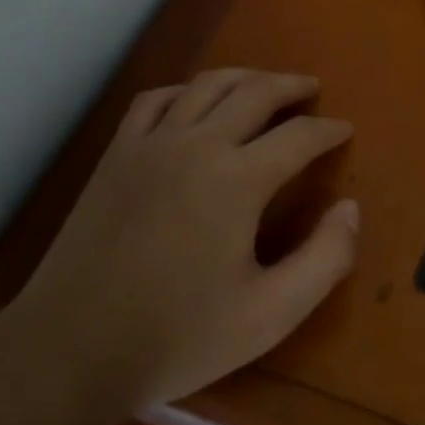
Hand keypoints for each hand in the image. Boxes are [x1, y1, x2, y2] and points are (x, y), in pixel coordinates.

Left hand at [17, 69, 356, 410]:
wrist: (72, 348)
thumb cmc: (177, 337)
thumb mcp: (268, 315)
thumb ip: (324, 260)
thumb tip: (351, 208)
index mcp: (238, 179)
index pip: (298, 137)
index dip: (328, 130)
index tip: (344, 129)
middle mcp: (198, 144)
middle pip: (255, 93)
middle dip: (291, 86)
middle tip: (312, 88)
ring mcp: (151, 143)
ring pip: (206, 85)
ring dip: (244, 76)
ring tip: (264, 83)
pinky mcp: (117, 153)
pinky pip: (155, 100)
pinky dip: (184, 90)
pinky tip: (193, 100)